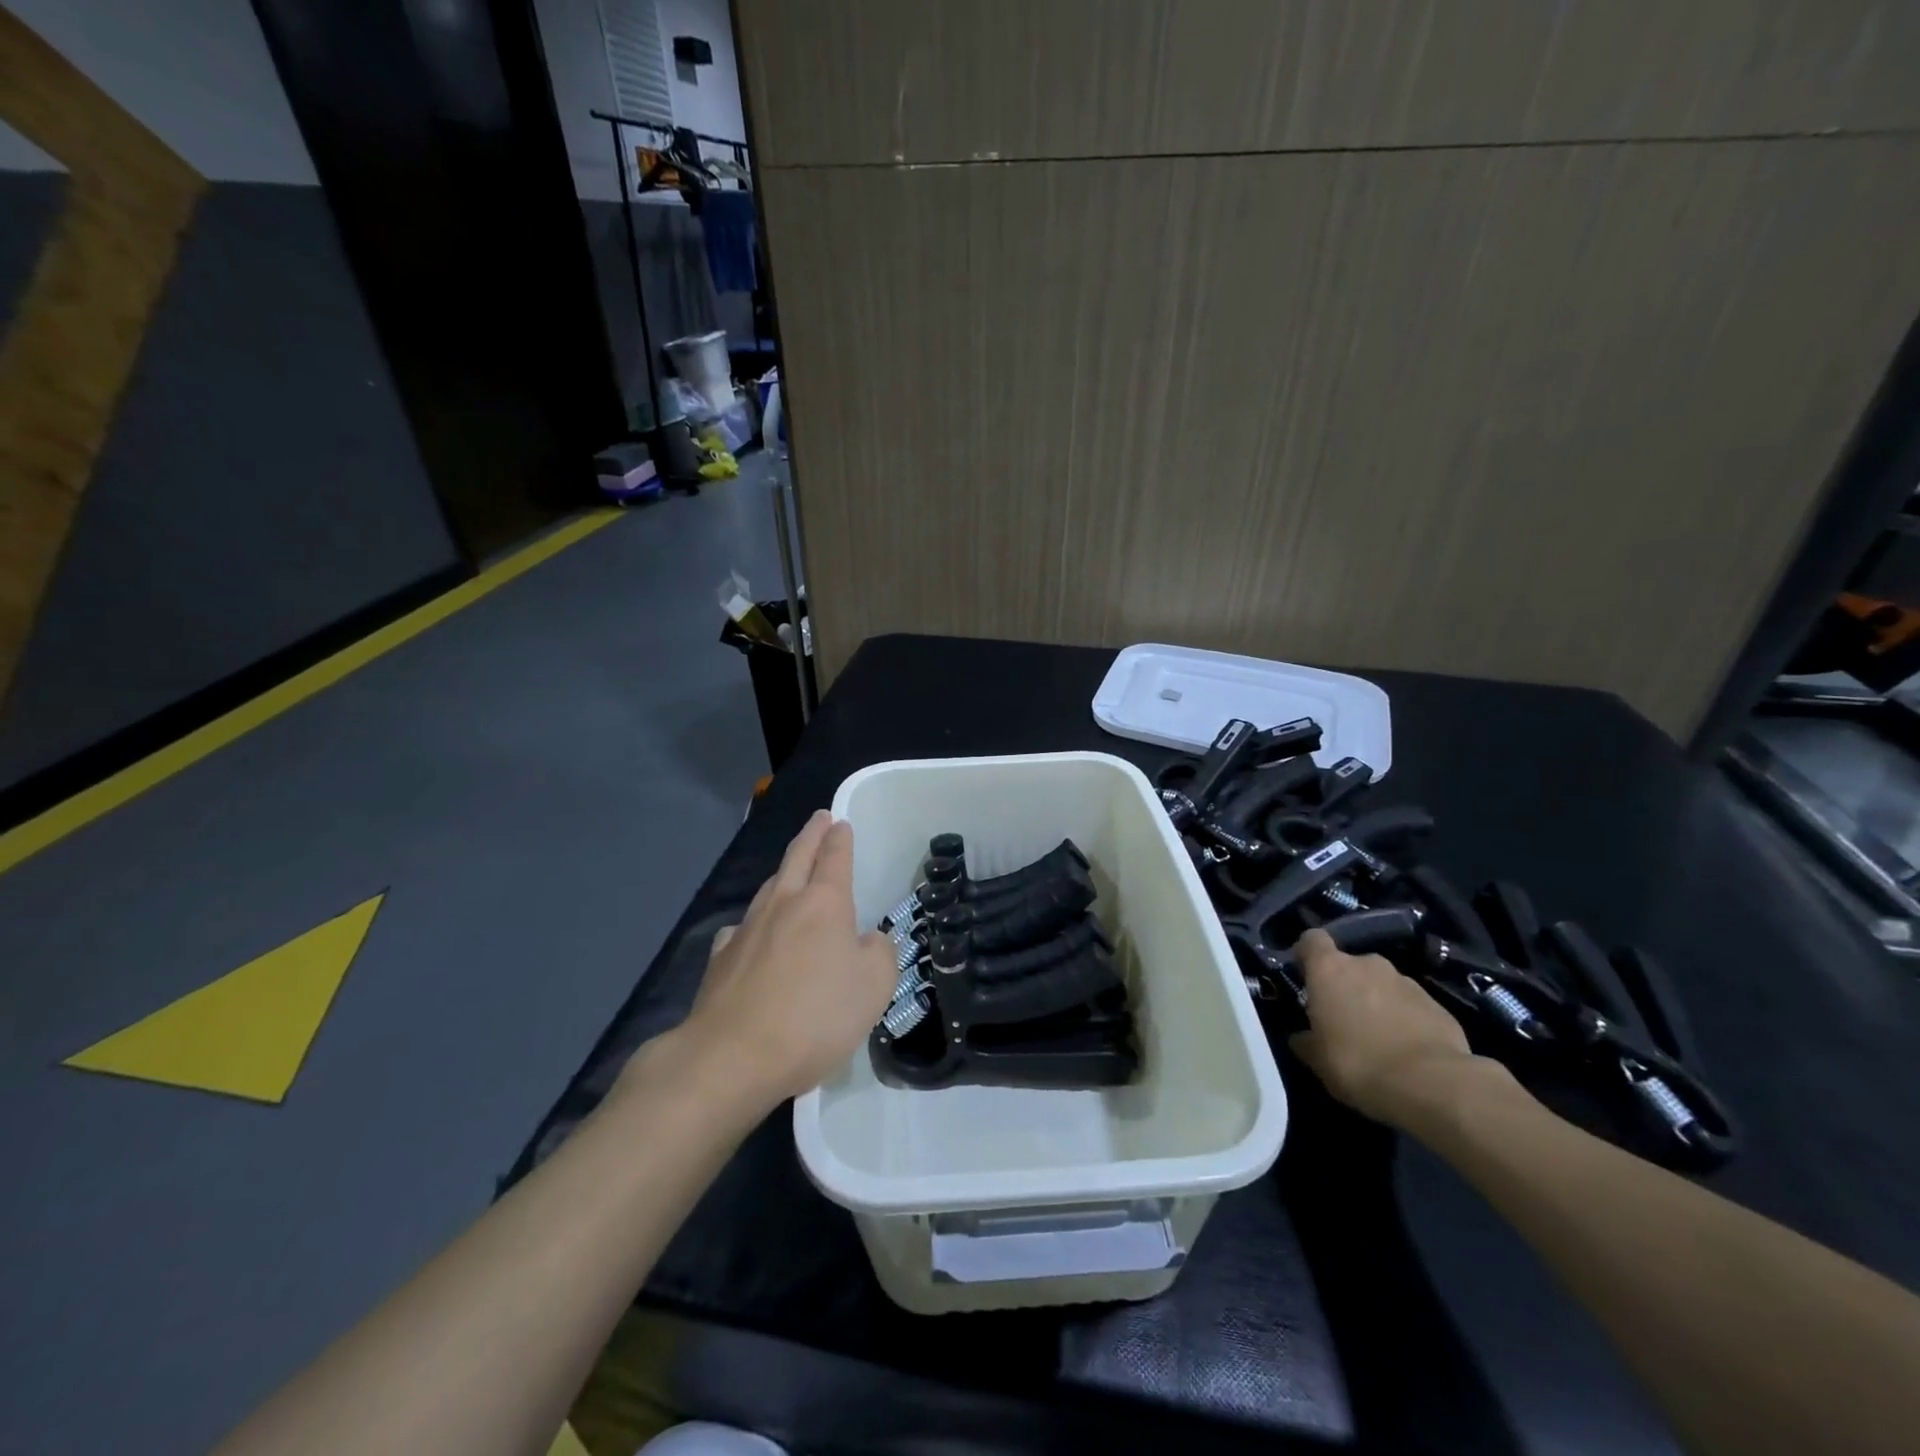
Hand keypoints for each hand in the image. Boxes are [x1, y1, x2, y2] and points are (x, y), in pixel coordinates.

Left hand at [665, 810, 899, 1109]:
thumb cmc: (816, 1017)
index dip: (840, 838)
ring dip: (784, 872)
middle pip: (797, 857)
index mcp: (824, 903)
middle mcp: (784, 904)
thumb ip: (879, 953)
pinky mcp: (721, 958)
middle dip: (811, 835)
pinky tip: (753, 933)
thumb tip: (868, 939)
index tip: (840, 822)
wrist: (734, 1056)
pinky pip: (743, 927)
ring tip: (791, 869)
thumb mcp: (874, 986)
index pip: (834, 857)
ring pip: (769, 887)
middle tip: (819, 819)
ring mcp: (747, 929)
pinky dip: (755, 921)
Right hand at [1287, 927, 1481, 1125]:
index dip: (1307, 954)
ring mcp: (1406, 982)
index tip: (1305, 974)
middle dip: (1346, 985)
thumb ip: (1306, 1040)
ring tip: (1379, 1037)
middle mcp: (1368, 964)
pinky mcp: (1438, 1005)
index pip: (1312, 940)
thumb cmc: (1358, 1064)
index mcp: (1330, 969)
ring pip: (1382, 984)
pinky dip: (1405, 1020)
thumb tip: (1301, 1036)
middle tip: (1343, 1017)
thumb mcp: (1317, 1059)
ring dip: (1377, 1002)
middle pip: (1350, 964)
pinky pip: (1411, 1006)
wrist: (1432, 1085)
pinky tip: (1407, 1050)